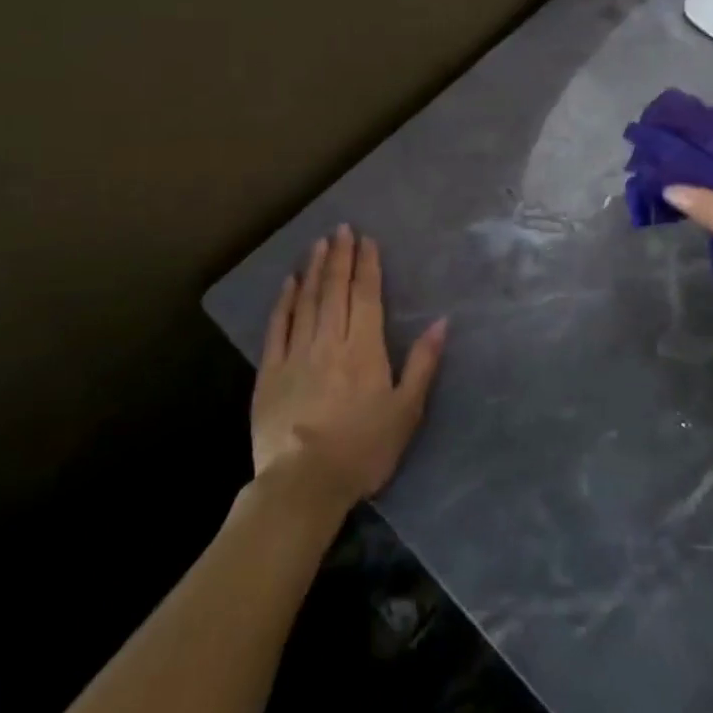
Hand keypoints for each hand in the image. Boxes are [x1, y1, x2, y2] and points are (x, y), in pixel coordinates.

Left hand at [252, 225, 447, 512]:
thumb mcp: (406, 411)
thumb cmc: (363, 450)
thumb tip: (442, 322)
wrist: (303, 484)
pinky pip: (278, 327)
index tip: (366, 239)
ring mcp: (296, 354)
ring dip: (314, 269)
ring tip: (318, 243)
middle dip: (340, 256)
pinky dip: (284, 301)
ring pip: (307, 301)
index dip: (367, 265)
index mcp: (364, 349)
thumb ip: (423, 363)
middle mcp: (330, 341)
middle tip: (341, 228)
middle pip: (336, 290)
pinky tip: (289, 283)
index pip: (366, 295)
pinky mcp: (270, 372)